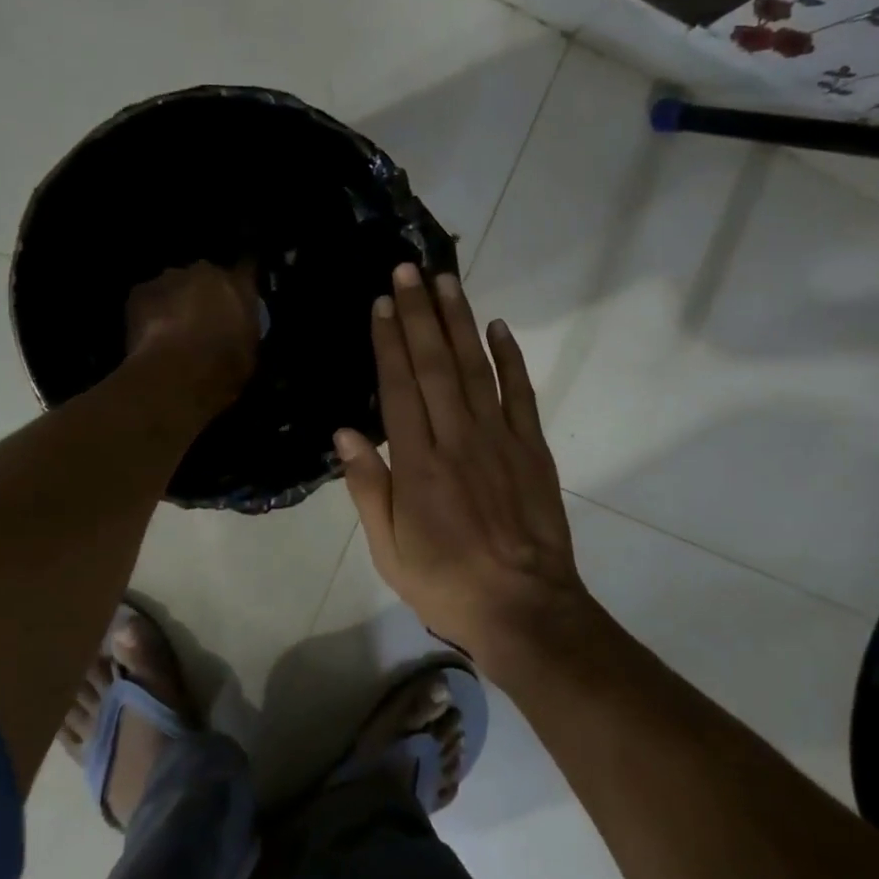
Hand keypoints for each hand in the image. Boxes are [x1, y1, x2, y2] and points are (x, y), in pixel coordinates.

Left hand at [125, 261, 259, 408]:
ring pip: (174, 285)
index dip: (241, 278)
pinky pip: (148, 298)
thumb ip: (243, 328)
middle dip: (204, 291)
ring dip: (175, 300)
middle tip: (202, 317)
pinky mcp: (140, 292)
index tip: (238, 291)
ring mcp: (169, 278)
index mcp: (238, 284)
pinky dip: (149, 312)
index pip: (246, 268)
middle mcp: (205, 271)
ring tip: (172, 328)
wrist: (177, 373)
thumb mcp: (249, 350)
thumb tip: (236, 327)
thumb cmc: (224, 366)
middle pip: (205, 275)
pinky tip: (151, 335)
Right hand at [335, 263, 588, 669]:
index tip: (382, 303)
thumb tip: (345, 432)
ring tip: (446, 282)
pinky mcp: (533, 448)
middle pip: (435, 365)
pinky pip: (520, 393)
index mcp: (418, 464)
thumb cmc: (447, 583)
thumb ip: (368, 488)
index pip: (398, 388)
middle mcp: (458, 439)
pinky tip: (498, 327)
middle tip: (408, 270)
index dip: (388, 342)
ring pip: (475, 368)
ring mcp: (500, 440)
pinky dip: (510, 357)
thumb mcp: (389, 550)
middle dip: (420, 314)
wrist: (524, 608)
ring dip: (459, 322)